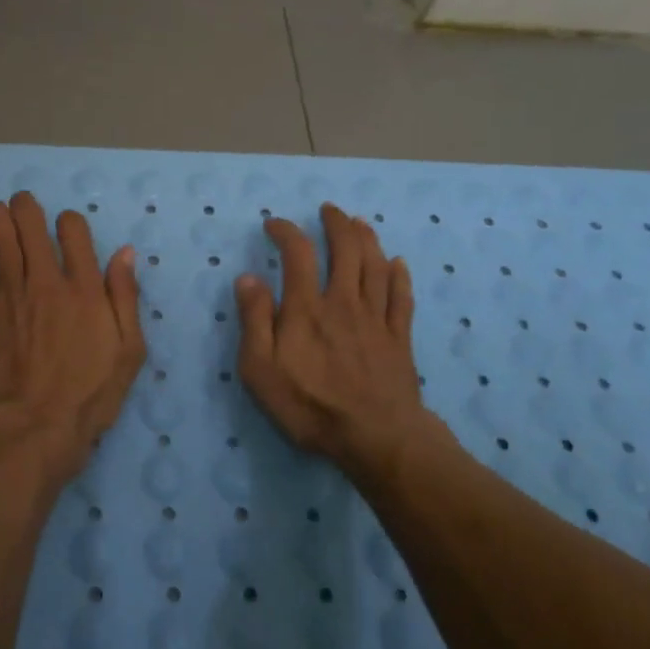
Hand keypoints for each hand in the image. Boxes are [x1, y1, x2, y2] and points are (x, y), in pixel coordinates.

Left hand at [0, 192, 145, 482]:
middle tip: (22, 203)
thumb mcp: (129, 350)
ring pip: (0, 238)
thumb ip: (125, 297)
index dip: (69, 221)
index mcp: (84, 288)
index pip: (73, 231)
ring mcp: (10, 294)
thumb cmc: (89, 394)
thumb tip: (124, 253)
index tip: (67, 229)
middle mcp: (46, 281)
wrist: (35, 427)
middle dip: (26, 207)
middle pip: (30, 226)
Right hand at [234, 203, 449, 474]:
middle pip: (346, 250)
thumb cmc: (310, 406)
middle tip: (329, 210)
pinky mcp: (399, 338)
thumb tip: (248, 277)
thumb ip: (254, 320)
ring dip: (368, 239)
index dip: (286, 231)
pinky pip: (401, 297)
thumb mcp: (261, 370)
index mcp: (307, 308)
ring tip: (360, 223)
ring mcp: (375, 319)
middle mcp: (343, 302)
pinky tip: (397, 264)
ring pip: (375, 266)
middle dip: (336, 224)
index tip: (274, 224)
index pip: (298, 254)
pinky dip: (399, 276)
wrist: (376, 438)